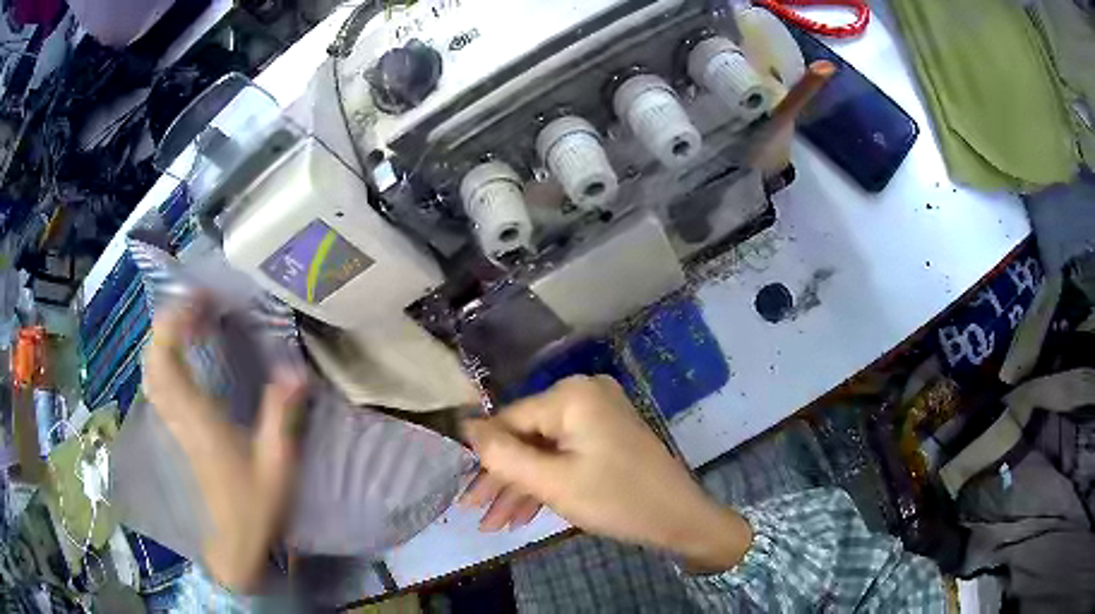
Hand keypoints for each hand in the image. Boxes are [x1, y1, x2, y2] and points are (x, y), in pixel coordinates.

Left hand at [145, 297, 306, 591]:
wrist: (233, 546)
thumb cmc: (254, 508)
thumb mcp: (277, 465)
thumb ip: (282, 417)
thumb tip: (295, 370)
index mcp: (198, 419)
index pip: (169, 358)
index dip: (175, 321)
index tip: (198, 297)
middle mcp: (178, 417)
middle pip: (153, 360)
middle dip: (167, 323)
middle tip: (195, 305)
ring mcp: (172, 427)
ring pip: (151, 373)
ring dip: (162, 341)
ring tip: (186, 325)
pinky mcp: (175, 435)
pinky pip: (157, 388)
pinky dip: (162, 363)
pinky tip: (179, 360)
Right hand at [460, 375, 751, 571]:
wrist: (681, 519)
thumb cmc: (617, 500)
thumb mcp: (553, 482)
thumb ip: (503, 455)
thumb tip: (464, 426)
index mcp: (571, 395)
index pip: (509, 420)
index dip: (483, 457)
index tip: (463, 492)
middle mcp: (584, 395)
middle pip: (526, 438)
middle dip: (501, 480)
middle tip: (476, 514)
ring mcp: (598, 416)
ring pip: (544, 451)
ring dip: (521, 488)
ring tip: (496, 525)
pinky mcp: (606, 436)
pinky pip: (565, 456)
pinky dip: (547, 483)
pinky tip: (523, 515)